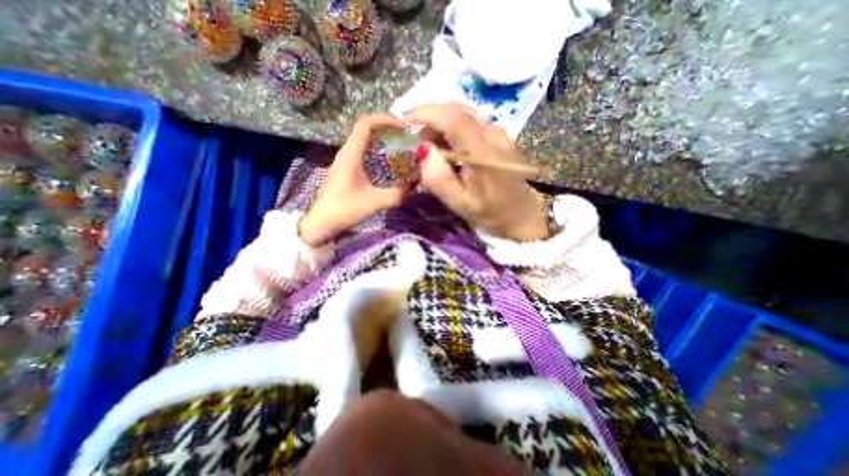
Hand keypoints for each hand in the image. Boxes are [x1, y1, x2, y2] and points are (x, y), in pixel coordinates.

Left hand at [300, 111, 411, 245]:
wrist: (321, 222)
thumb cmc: (346, 210)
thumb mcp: (377, 203)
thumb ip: (399, 193)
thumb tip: (416, 183)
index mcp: (351, 154)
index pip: (367, 123)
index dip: (387, 119)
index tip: (405, 127)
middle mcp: (346, 151)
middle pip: (366, 127)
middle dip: (388, 127)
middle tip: (407, 136)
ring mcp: (344, 159)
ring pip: (364, 138)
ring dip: (382, 138)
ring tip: (401, 146)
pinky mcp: (345, 167)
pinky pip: (363, 149)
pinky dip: (377, 149)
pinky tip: (388, 161)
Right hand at [407, 100, 546, 240]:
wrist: (522, 214)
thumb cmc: (491, 213)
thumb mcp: (460, 204)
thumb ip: (439, 179)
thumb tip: (422, 149)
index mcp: (482, 152)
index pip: (452, 117)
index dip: (425, 113)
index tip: (405, 123)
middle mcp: (493, 134)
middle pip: (456, 110)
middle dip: (429, 119)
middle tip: (416, 142)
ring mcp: (499, 133)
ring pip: (463, 114)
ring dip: (440, 124)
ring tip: (431, 148)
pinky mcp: (500, 136)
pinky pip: (471, 123)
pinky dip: (452, 129)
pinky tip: (450, 150)